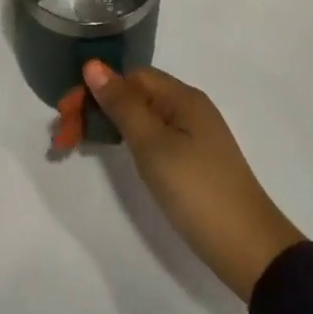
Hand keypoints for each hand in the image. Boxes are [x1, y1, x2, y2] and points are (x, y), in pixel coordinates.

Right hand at [83, 61, 304, 301]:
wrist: (250, 249)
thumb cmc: (197, 191)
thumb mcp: (153, 145)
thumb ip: (122, 105)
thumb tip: (93, 64)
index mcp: (182, 97)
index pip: (129, 77)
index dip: (95, 90)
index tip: (65, 115)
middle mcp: (188, 108)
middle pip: (133, 95)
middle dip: (95, 108)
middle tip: (62, 137)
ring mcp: (193, 136)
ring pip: (140, 118)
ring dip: (106, 125)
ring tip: (76, 145)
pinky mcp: (193, 162)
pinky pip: (151, 137)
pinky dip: (126, 142)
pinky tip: (114, 156)